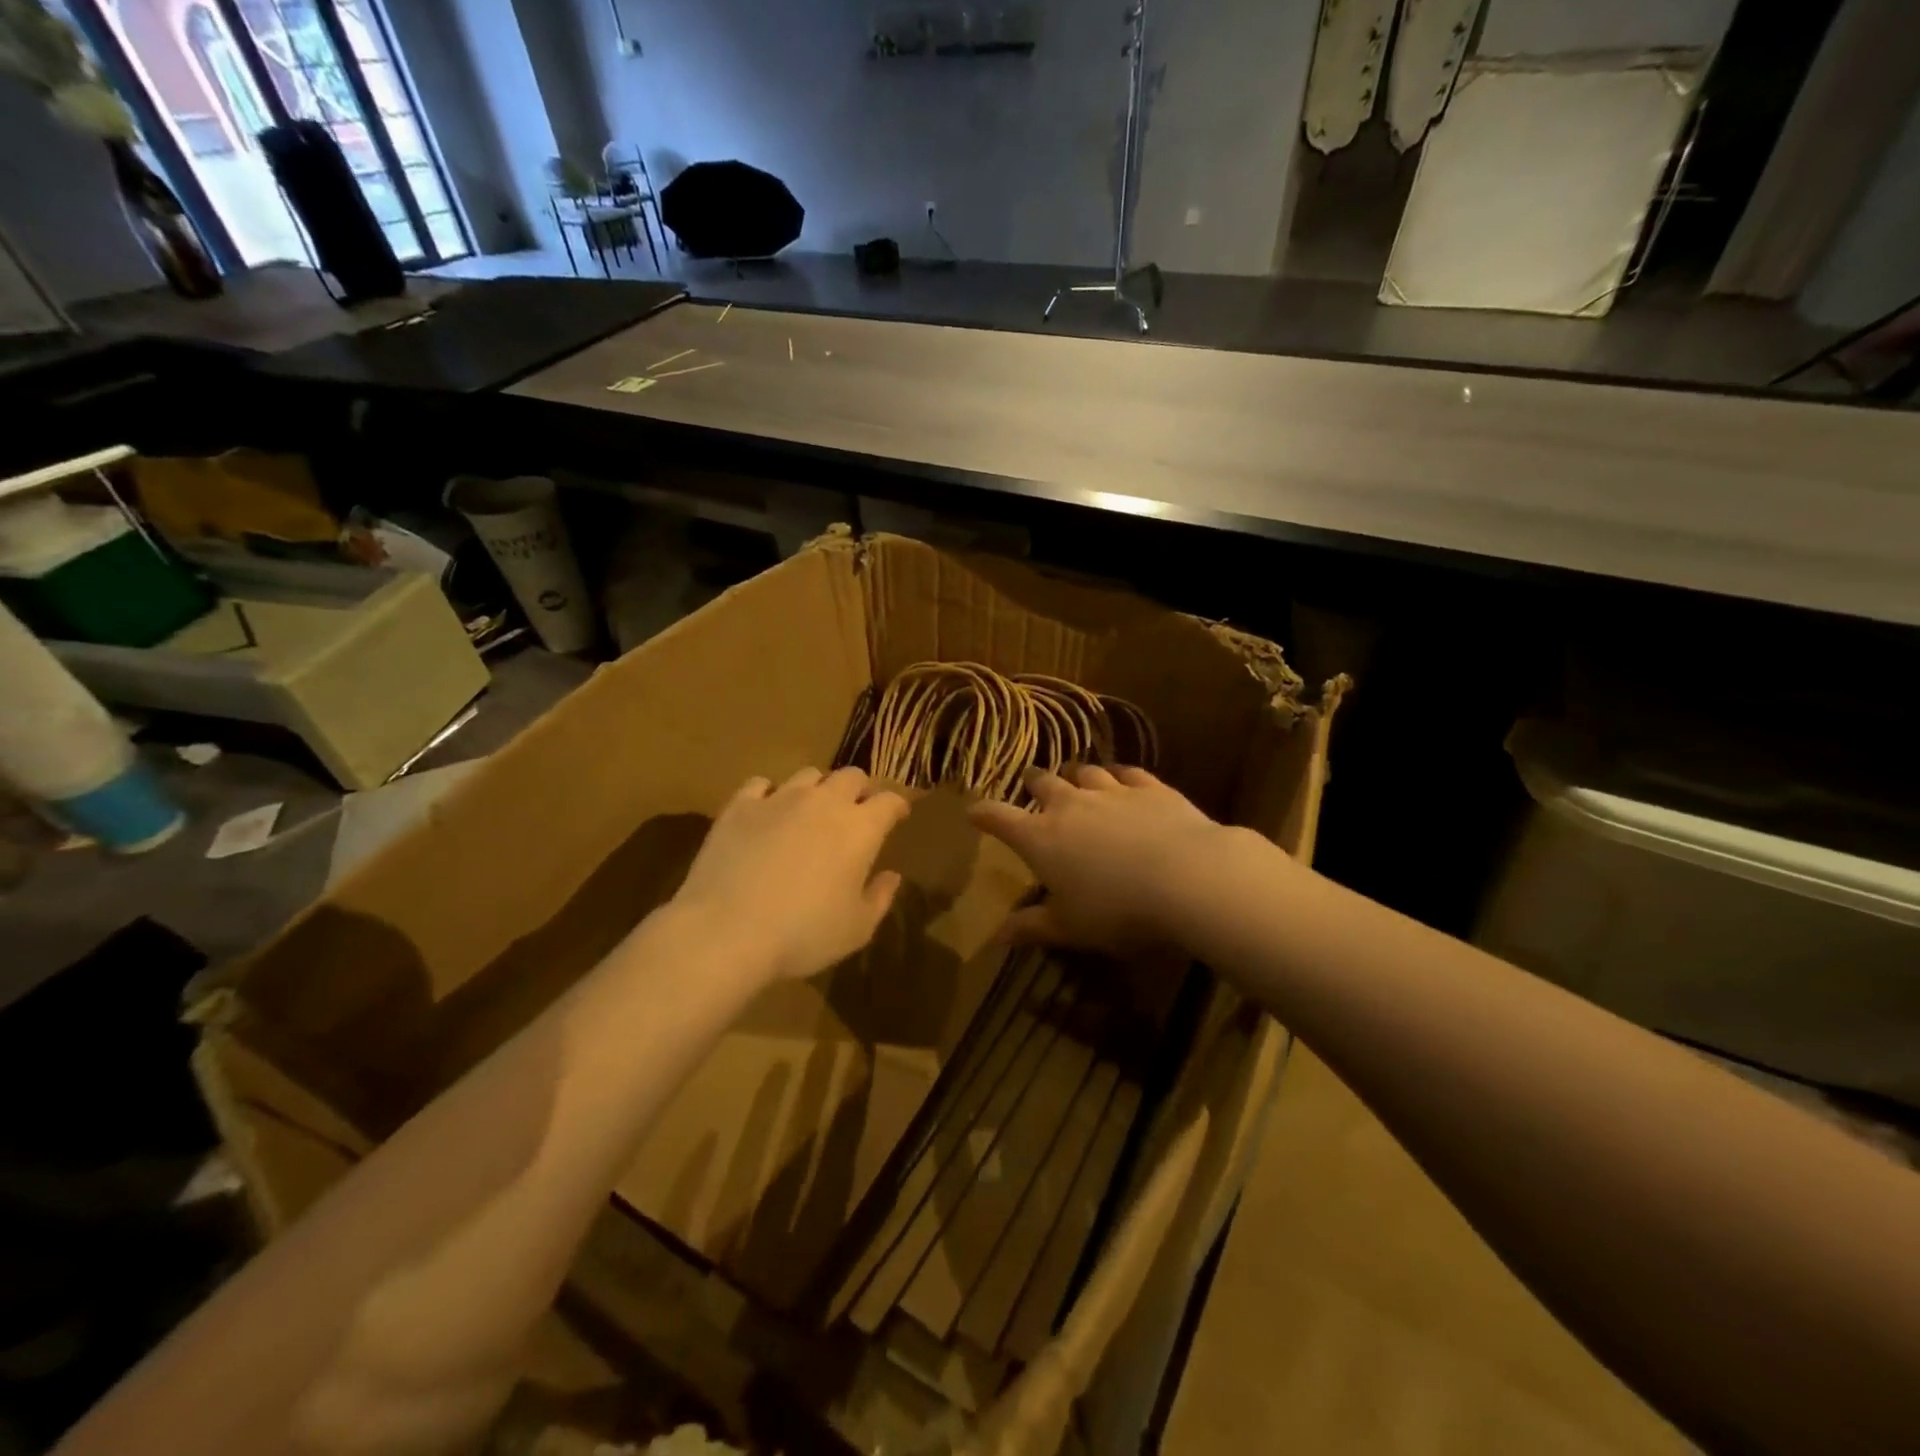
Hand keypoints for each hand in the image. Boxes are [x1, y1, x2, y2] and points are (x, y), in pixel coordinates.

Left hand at [674, 767, 910, 983]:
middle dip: (860, 789)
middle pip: (851, 776)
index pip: (889, 801)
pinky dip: (770, 794)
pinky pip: (760, 784)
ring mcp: (779, 799)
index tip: (898, 815)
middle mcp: (824, 802)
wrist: (726, 931)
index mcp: (860, 829)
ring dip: (818, 789)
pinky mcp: (740, 806)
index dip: (897, 805)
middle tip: (856, 811)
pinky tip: (767, 812)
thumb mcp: (856, 929)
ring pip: (808, 774)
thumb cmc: (803, 935)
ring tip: (811, 810)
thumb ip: (880, 897)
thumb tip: (892, 876)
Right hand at [968, 765, 1227, 956]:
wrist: (1188, 878)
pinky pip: (1127, 773)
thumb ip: (1032, 927)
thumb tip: (995, 937)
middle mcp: (1070, 805)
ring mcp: (1111, 792)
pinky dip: (1119, 775)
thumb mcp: (1070, 928)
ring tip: (1073, 777)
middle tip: (1030, 783)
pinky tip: (1121, 778)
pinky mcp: (1150, 788)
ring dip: (1075, 775)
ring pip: (1085, 772)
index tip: (973, 811)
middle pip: (1043, 783)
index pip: (1000, 818)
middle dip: (1032, 782)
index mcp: (1041, 838)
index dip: (983, 814)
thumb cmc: (1118, 911)